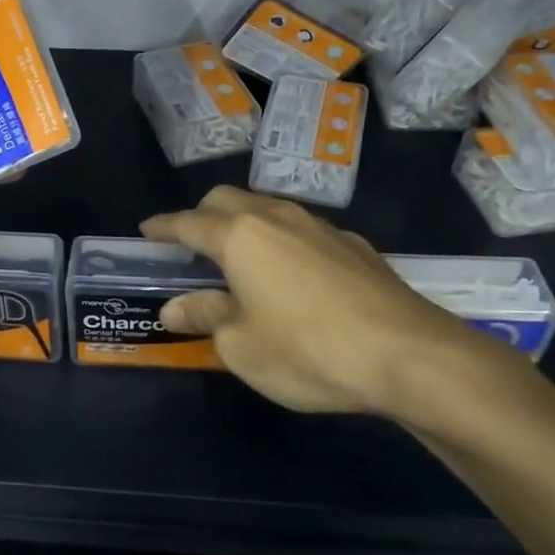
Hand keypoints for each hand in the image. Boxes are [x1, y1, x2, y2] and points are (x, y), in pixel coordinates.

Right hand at [141, 187, 538, 429]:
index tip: (146, 230)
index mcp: (240, 236)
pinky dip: (282, 241)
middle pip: (227, 200)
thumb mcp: (242, 345)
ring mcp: (320, 226)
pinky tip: (293, 275)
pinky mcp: (354, 244)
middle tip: (191, 246)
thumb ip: (206, 317)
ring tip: (240, 258)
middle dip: (202, 216)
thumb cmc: (308, 350)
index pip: (188, 222)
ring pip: (268, 209)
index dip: (163, 226)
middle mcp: (277, 217)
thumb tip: (174, 306)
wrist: (408, 354)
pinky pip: (302, 230)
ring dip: (244, 224)